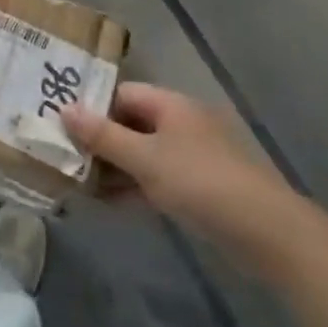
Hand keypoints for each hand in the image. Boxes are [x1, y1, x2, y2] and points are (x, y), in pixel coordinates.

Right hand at [62, 83, 304, 269]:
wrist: (266, 232)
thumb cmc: (199, 182)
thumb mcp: (144, 158)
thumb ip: (103, 135)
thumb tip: (64, 109)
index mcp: (170, 105)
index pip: (121, 94)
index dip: (92, 106)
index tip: (61, 123)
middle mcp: (180, 123)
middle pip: (130, 123)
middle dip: (99, 140)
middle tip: (63, 155)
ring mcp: (190, 156)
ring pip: (141, 154)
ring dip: (113, 167)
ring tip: (77, 182)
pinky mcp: (198, 188)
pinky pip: (155, 179)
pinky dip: (132, 186)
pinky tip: (107, 203)